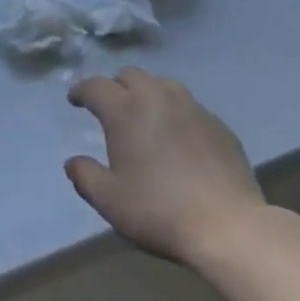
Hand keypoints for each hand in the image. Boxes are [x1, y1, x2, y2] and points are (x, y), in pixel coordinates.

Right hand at [65, 67, 265, 265]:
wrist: (227, 225)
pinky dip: (174, 111)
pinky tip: (178, 135)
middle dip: (115, 86)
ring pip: (162, 84)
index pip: (96, 86)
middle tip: (110, 107)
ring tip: (144, 114)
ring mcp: (191, 106)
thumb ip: (85, 177)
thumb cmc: (159, 211)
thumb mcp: (110, 201)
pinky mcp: (217, 122)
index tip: (75, 100)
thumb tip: (72, 162)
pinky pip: (188, 105)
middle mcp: (157, 97)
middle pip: (130, 75)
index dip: (82, 90)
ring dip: (146, 92)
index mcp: (126, 111)